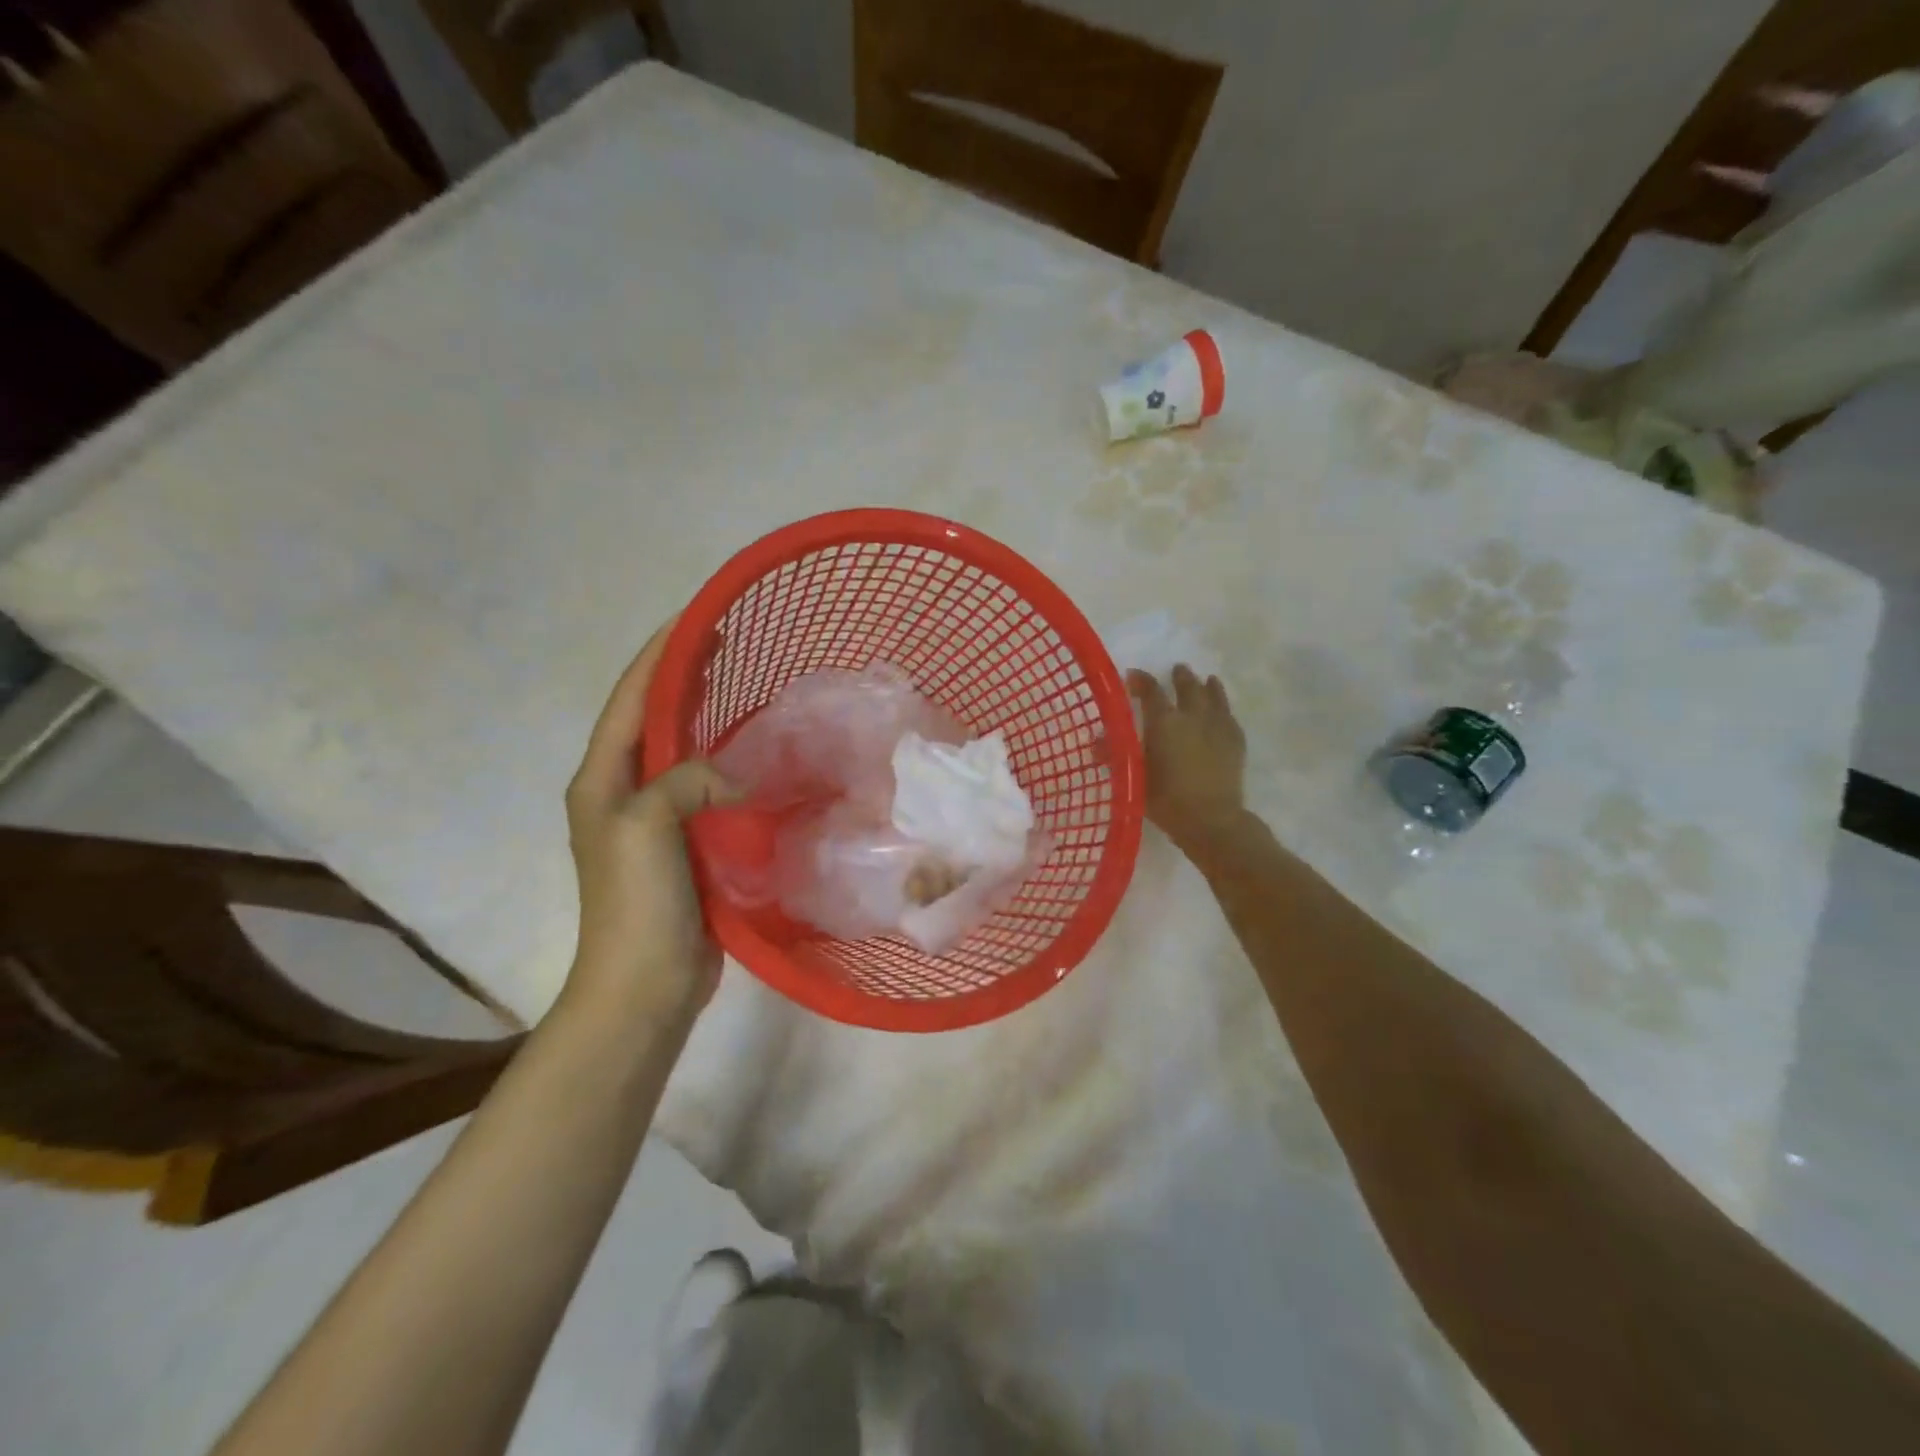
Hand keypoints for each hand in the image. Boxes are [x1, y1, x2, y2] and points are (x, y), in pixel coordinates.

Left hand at [564, 618, 737, 1025]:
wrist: (643, 984)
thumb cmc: (636, 902)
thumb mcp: (646, 826)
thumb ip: (685, 779)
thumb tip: (734, 777)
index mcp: (601, 779)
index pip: (630, 698)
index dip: (660, 654)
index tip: (697, 617)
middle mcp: (622, 791)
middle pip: (652, 718)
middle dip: (683, 676)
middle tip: (726, 643)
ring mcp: (654, 820)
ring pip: (681, 750)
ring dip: (705, 715)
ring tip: (741, 685)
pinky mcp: (685, 844)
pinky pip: (705, 787)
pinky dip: (726, 761)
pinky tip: (755, 753)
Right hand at [1126, 664, 1247, 852]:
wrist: (1211, 819)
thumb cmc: (1166, 799)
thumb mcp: (1133, 777)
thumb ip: (1114, 756)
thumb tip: (1095, 743)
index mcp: (1164, 722)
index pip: (1151, 692)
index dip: (1141, 681)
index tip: (1133, 675)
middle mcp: (1192, 716)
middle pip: (1188, 688)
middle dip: (1181, 677)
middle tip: (1178, 669)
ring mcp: (1218, 727)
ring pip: (1214, 697)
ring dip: (1208, 686)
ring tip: (1208, 679)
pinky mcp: (1236, 741)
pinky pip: (1230, 716)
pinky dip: (1224, 707)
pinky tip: (1223, 710)